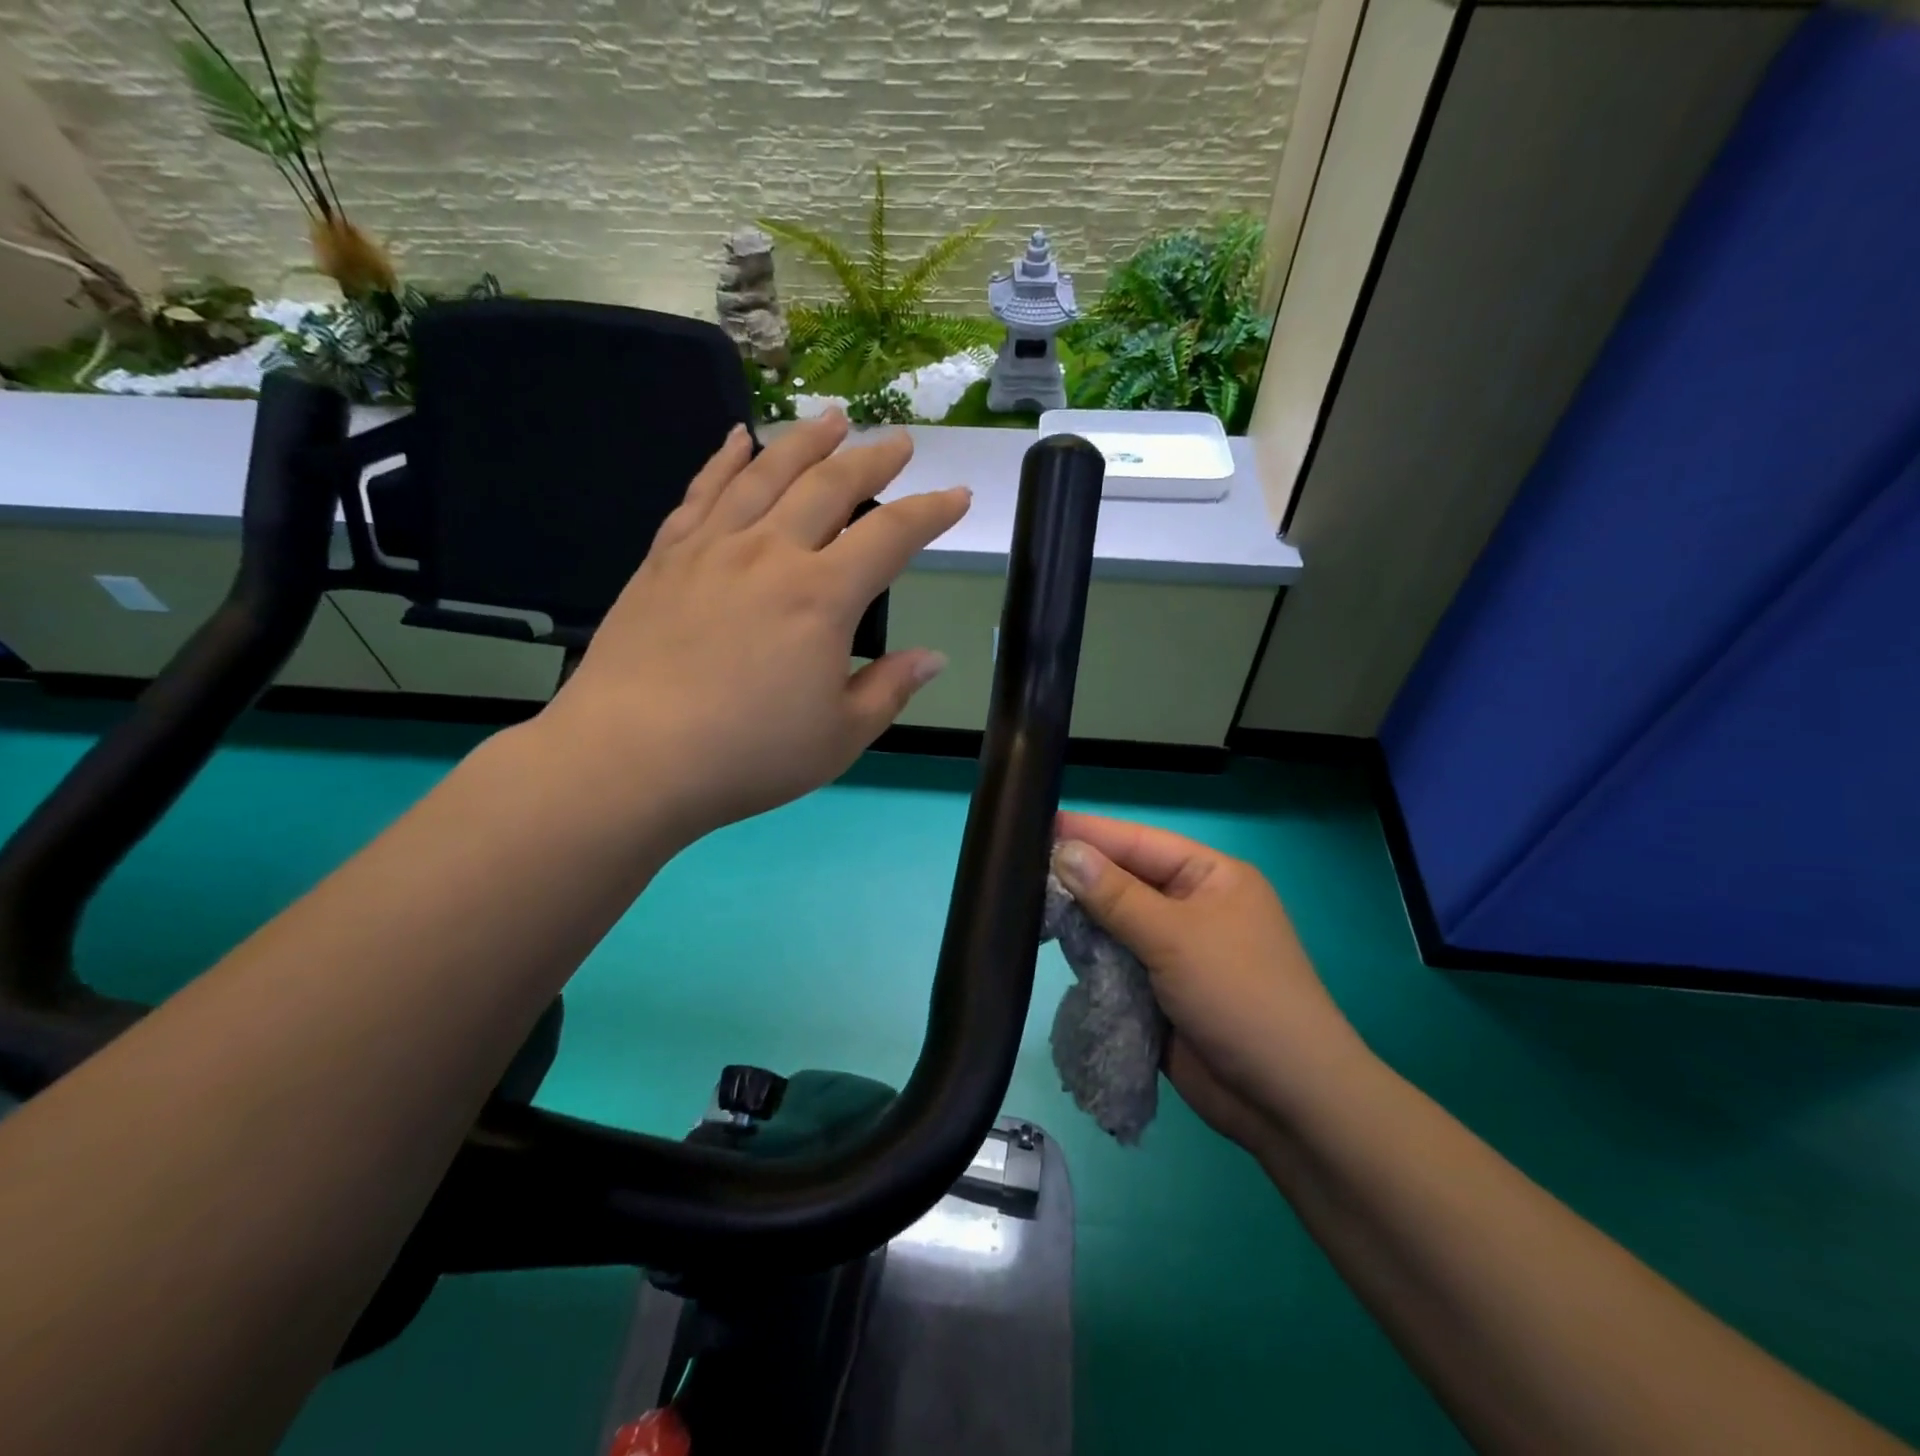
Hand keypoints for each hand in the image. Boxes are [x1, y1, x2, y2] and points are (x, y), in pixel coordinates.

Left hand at [540, 414, 967, 840]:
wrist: (632, 757)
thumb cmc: (748, 755)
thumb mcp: (840, 736)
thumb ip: (890, 689)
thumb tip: (933, 658)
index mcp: (822, 597)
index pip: (891, 536)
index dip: (931, 511)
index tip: (957, 495)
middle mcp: (771, 554)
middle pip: (830, 486)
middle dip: (872, 459)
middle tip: (898, 440)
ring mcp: (712, 549)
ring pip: (766, 474)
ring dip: (805, 441)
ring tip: (831, 418)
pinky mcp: (666, 558)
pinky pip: (702, 493)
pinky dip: (724, 460)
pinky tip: (737, 439)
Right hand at [1051, 812, 1368, 1149]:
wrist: (1284, 1100)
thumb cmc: (1240, 996)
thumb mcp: (1176, 936)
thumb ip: (1114, 894)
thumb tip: (1063, 850)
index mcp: (1210, 877)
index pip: (1139, 842)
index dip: (1090, 832)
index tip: (1035, 823)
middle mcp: (1191, 907)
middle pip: (1124, 881)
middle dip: (1079, 877)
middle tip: (1017, 865)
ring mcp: (1175, 951)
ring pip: (1115, 923)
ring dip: (1080, 919)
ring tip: (1023, 902)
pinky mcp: (1158, 991)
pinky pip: (1115, 962)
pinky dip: (1089, 957)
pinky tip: (1052, 946)